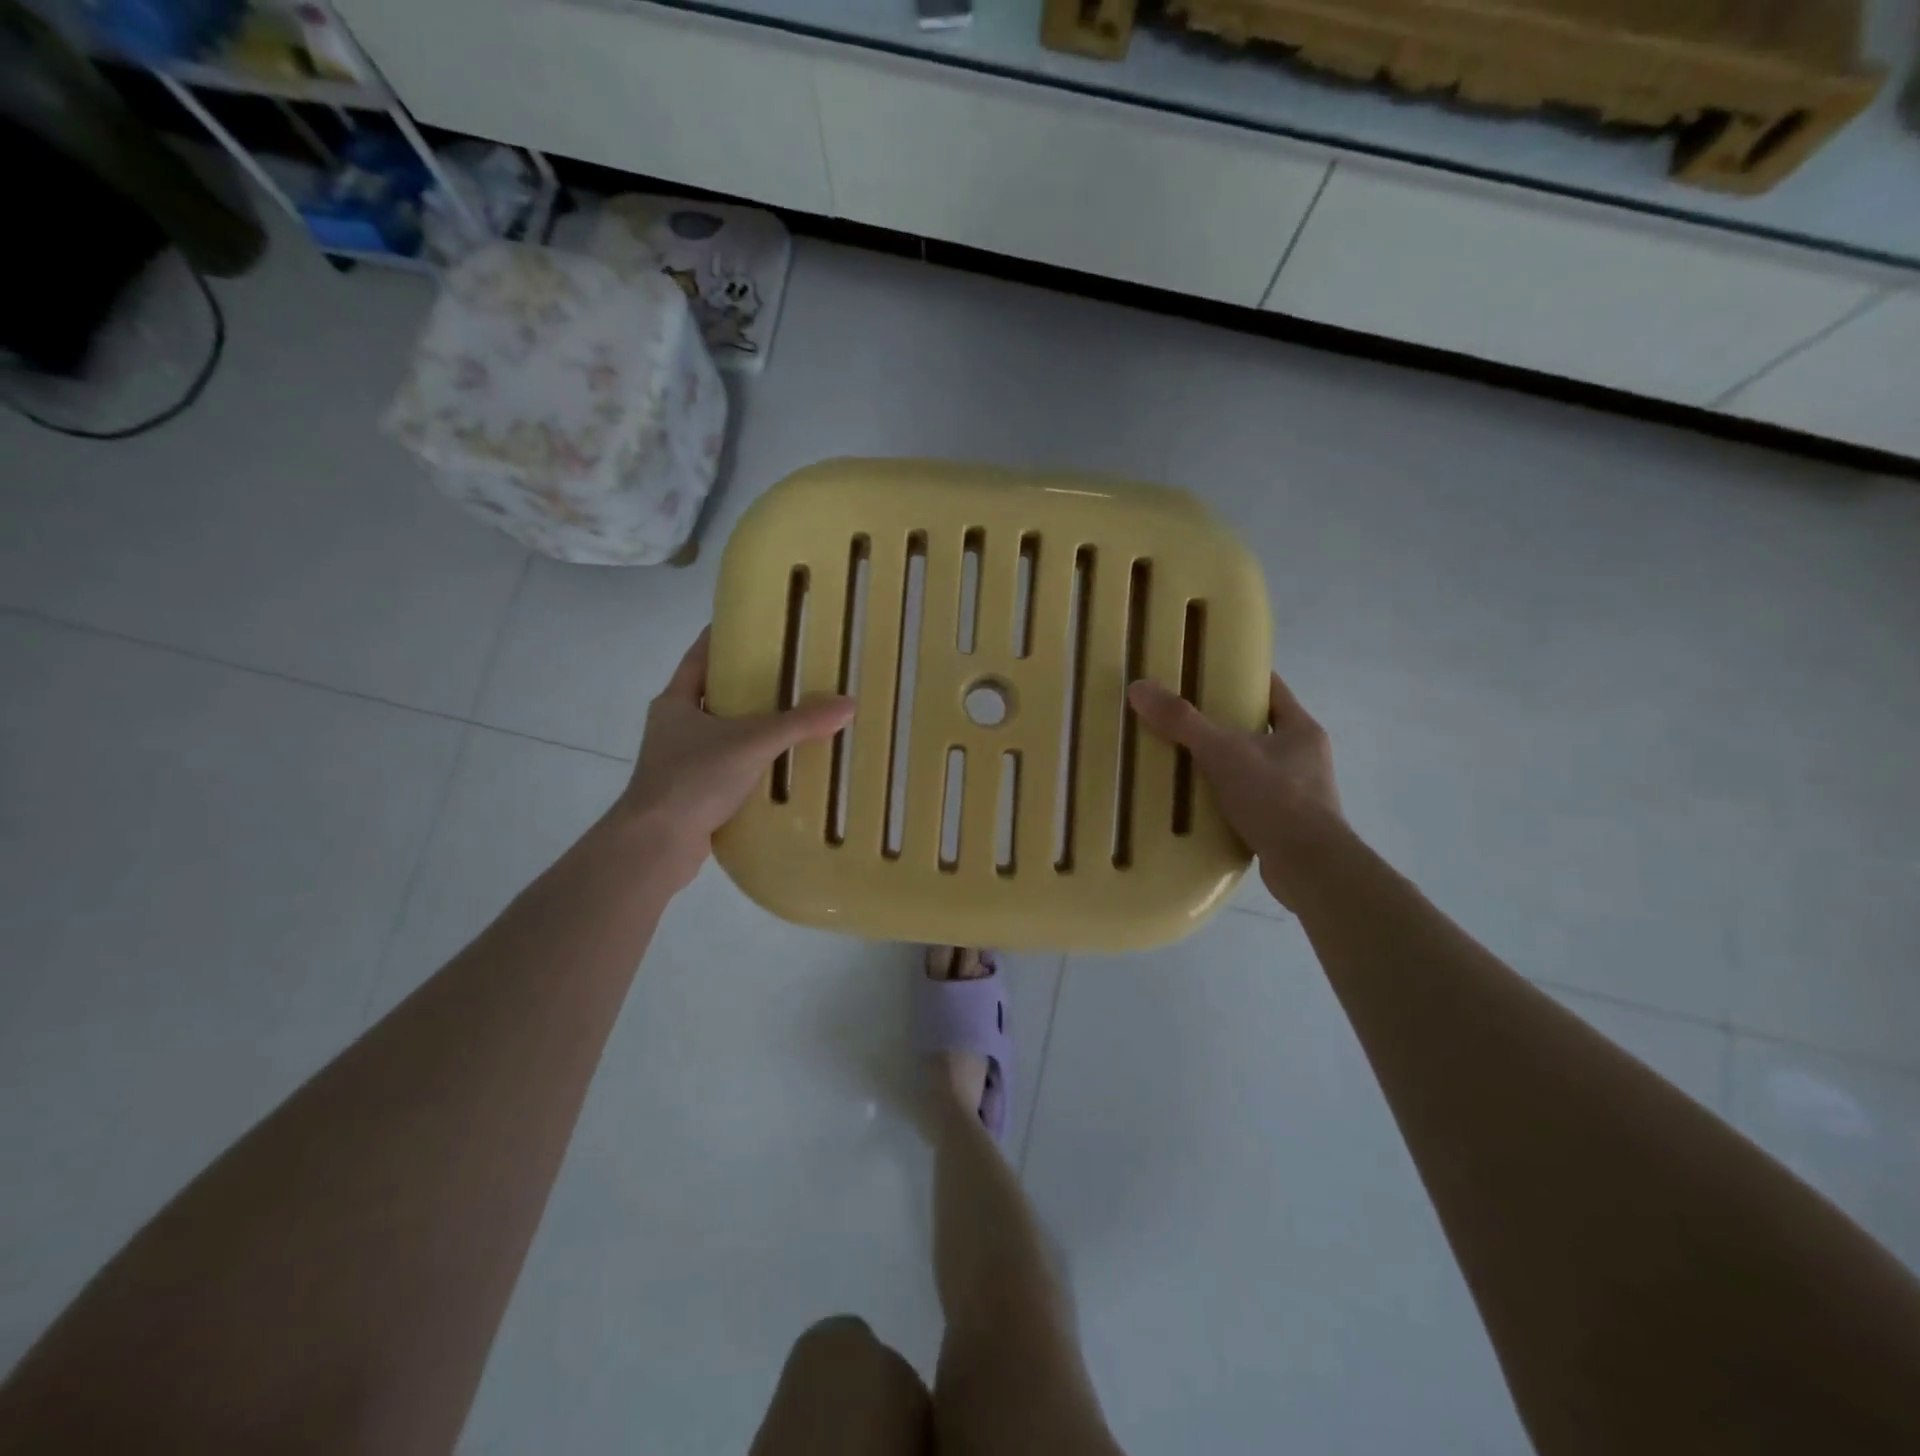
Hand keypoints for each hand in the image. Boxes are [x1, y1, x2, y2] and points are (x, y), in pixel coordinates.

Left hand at [619, 628, 854, 889]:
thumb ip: (799, 724)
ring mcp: (680, 763)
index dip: (725, 638)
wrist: (656, 846)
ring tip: (796, 719)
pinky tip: (783, 767)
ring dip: (753, 729)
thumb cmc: (693, 778)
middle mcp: (674, 727)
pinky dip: (752, 765)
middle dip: (750, 686)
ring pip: (723, 735)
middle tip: (793, 674)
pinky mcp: (692, 794)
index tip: (759, 627)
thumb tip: (847, 704)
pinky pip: (728, 769)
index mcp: (675, 702)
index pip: (700, 656)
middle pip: (715, 695)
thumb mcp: (751, 743)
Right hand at [1128, 673, 1347, 910]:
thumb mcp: (1222, 752)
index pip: (1271, 689)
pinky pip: (1248, 801)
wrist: (1308, 867)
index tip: (1205, 673)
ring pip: (1252, 767)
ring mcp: (1299, 793)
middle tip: (1179, 719)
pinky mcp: (1285, 825)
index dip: (1240, 677)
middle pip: (1257, 728)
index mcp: (1301, 730)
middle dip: (1221, 724)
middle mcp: (1305, 757)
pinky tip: (1195, 804)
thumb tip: (1138, 688)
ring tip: (1180, 762)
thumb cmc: (1274, 797)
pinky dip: (1224, 800)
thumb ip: (1181, 721)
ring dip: (1221, 765)